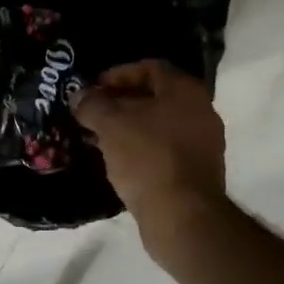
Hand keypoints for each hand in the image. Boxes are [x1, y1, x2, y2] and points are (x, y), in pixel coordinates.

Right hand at [74, 60, 227, 227]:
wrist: (182, 215)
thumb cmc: (147, 158)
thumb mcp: (110, 125)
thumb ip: (92, 104)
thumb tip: (80, 96)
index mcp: (186, 91)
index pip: (150, 68)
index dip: (117, 74)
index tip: (93, 89)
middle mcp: (201, 111)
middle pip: (155, 96)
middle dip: (120, 103)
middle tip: (91, 113)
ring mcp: (202, 144)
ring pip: (158, 125)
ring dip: (128, 127)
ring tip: (98, 138)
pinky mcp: (197, 171)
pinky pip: (164, 149)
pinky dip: (140, 149)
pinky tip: (118, 161)